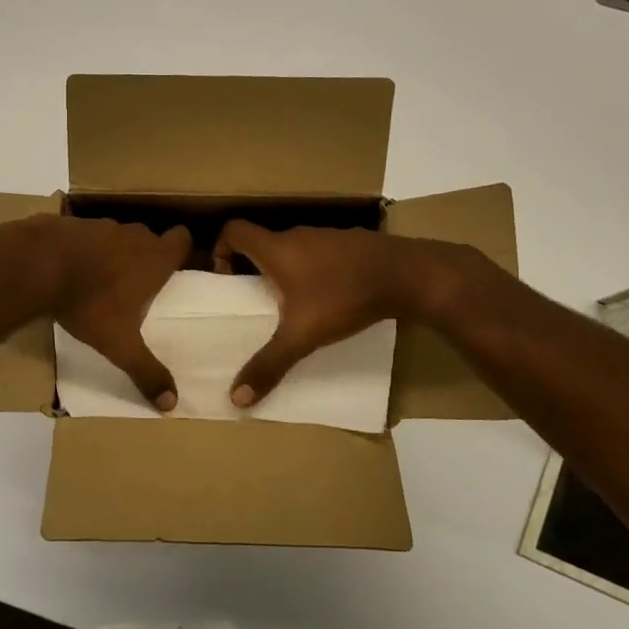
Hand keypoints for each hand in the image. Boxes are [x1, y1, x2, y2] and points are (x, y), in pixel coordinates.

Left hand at [46, 216, 192, 410]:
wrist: (38, 265)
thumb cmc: (90, 303)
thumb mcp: (120, 345)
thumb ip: (146, 372)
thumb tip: (172, 404)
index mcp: (154, 259)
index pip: (182, 239)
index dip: (180, 251)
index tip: (172, 269)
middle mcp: (133, 236)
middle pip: (149, 239)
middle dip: (145, 257)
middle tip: (136, 285)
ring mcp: (101, 225)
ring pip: (118, 237)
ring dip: (114, 253)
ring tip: (101, 281)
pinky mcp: (72, 224)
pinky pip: (87, 236)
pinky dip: (84, 250)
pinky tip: (70, 271)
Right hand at [211, 222, 466, 405]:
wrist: (408, 274)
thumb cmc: (344, 298)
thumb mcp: (303, 336)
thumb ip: (269, 364)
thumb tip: (236, 398)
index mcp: (276, 249)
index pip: (234, 230)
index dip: (221, 249)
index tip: (227, 279)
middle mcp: (298, 235)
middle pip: (262, 242)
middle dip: (253, 268)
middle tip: (256, 300)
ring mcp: (327, 236)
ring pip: (293, 248)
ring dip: (285, 270)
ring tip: (293, 304)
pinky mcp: (352, 244)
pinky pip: (320, 253)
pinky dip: (314, 270)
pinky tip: (330, 297)